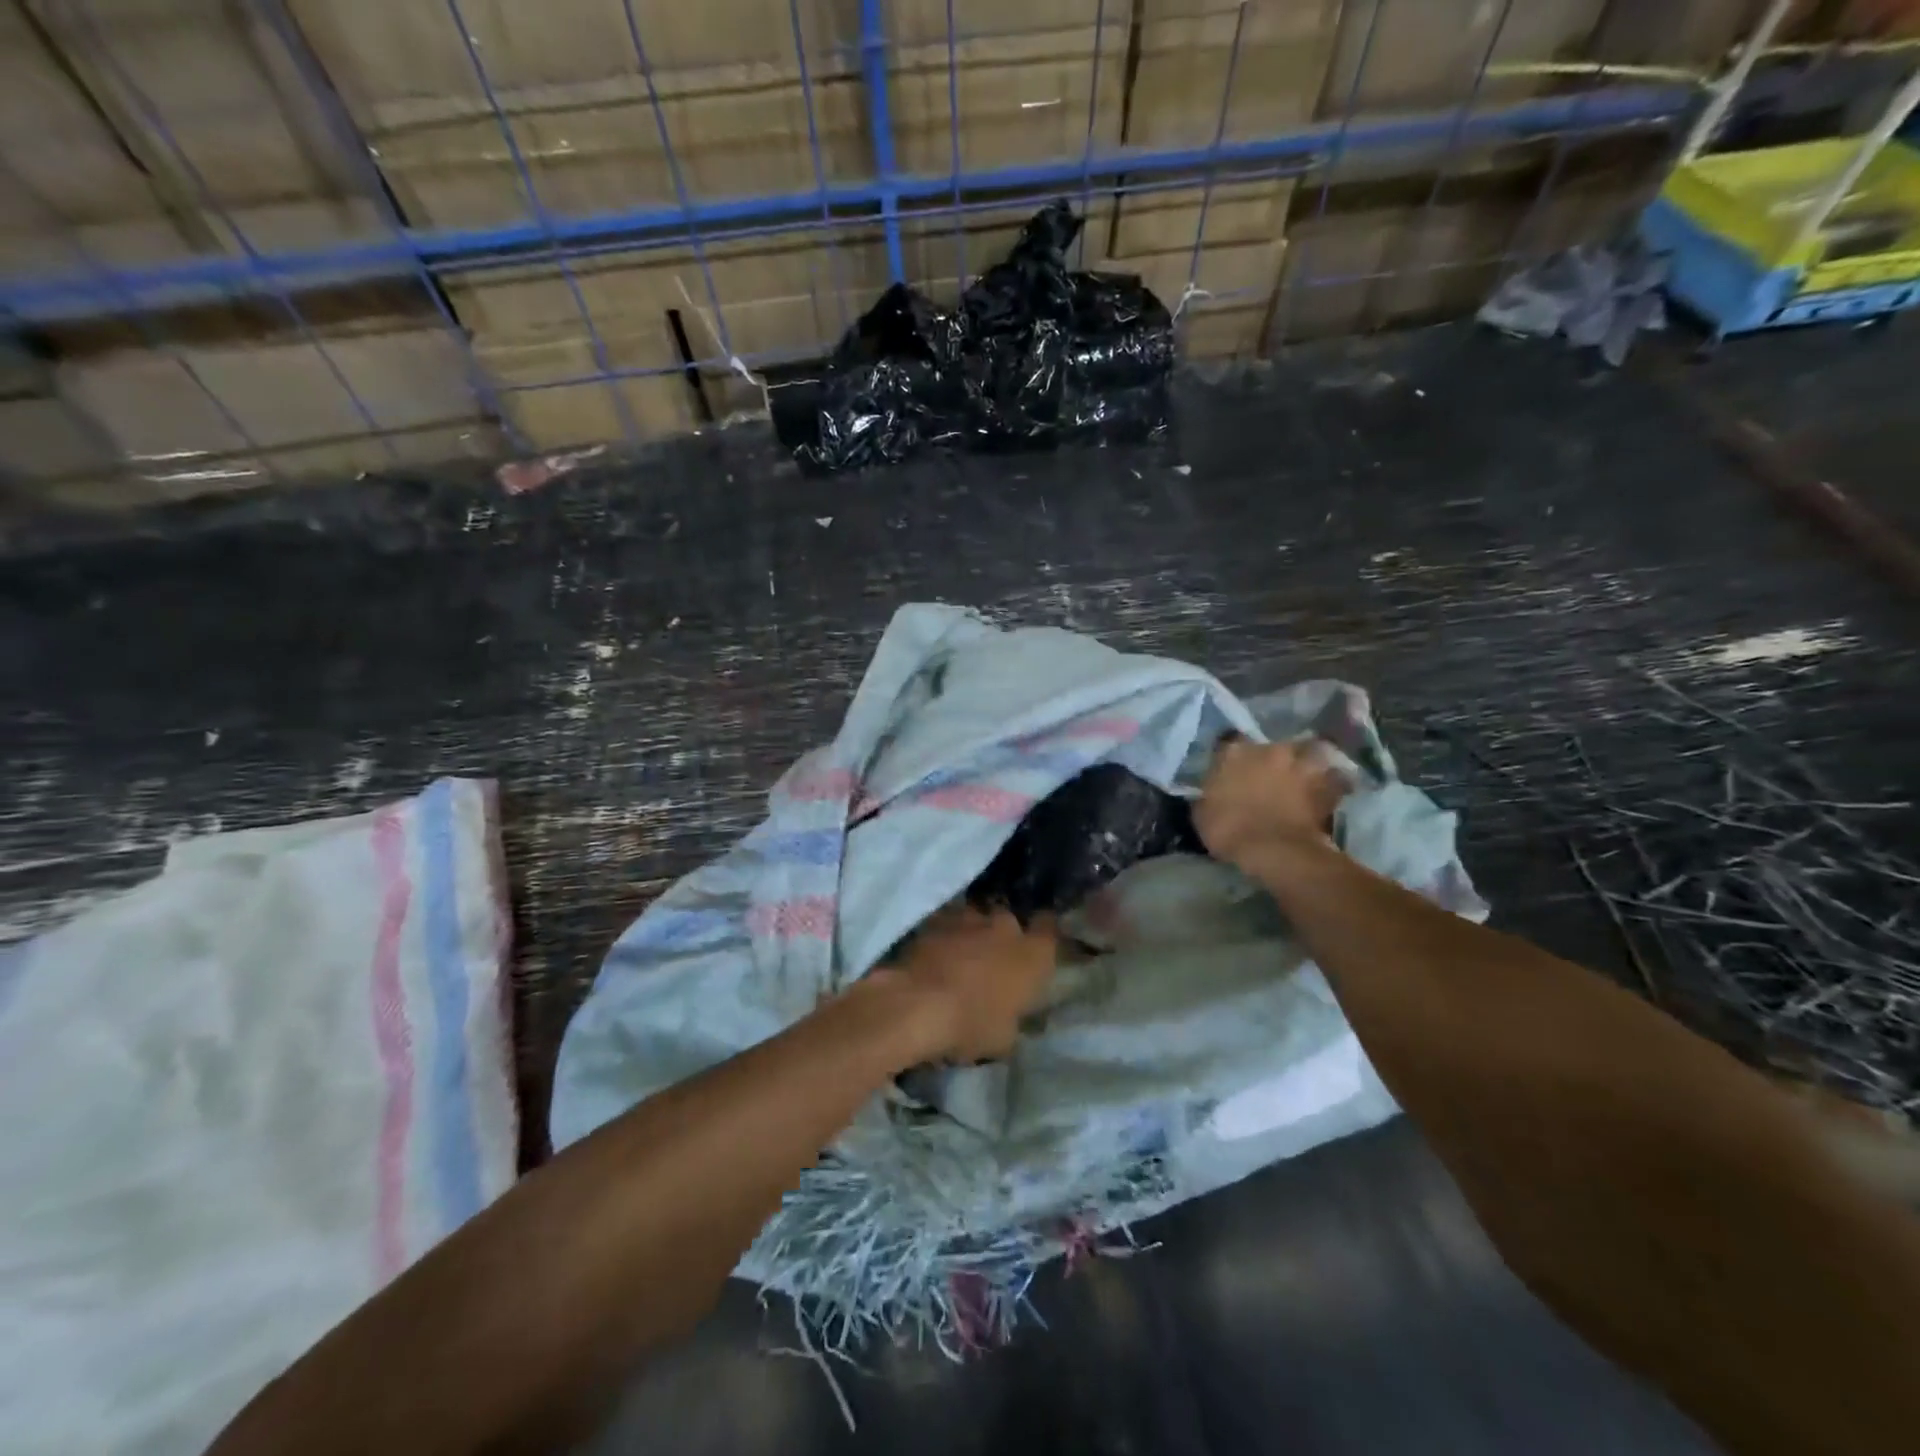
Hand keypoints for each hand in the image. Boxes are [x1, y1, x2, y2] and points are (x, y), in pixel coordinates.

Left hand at [891, 905, 1057, 1062]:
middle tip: (992, 963)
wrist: (917, 1004)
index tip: (1036, 948)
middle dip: (1002, 939)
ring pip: (976, 921)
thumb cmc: (972, 1024)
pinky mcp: (935, 919)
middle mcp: (1006, 926)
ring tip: (959, 960)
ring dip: (971, 936)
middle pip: (1010, 924)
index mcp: (1034, 954)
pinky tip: (934, 957)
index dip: (1043, 936)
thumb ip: (1013, 1016)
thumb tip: (1008, 1013)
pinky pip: (947, 925)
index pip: (1049, 931)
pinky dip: (944, 938)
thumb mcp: (1004, 1038)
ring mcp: (969, 918)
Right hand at [1194, 735, 1344, 869]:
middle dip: (1274, 758)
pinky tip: (1330, 793)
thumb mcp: (1202, 812)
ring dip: (1309, 762)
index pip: (1230, 742)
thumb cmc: (1228, 830)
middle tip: (1272, 774)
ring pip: (1311, 752)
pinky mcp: (1327, 785)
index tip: (1231, 770)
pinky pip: (1335, 780)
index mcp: (1235, 752)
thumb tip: (1215, 792)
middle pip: (1274, 745)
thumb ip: (1210, 793)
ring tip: (1307, 775)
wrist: (1274, 850)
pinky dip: (1334, 784)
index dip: (1233, 758)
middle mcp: (1270, 749)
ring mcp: (1301, 764)